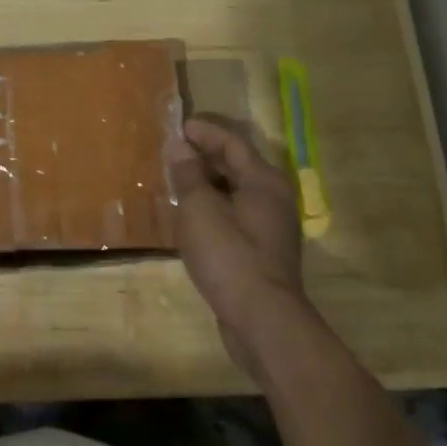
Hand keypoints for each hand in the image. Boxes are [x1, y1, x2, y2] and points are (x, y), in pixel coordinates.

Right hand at [166, 116, 312, 376]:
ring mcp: (270, 227)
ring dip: (207, 183)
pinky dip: (213, 207)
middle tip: (173, 151)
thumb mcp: (200, 209)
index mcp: (263, 180)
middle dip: (205, 155)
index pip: (232, 142)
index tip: (178, 126)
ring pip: (235, 192)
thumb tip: (179, 146)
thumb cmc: (229, 255)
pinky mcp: (262, 252)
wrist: (262, 320)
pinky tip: (191, 217)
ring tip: (177, 180)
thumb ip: (189, 174)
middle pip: (237, 165)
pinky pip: (235, 215)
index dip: (205, 131)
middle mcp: (273, 198)